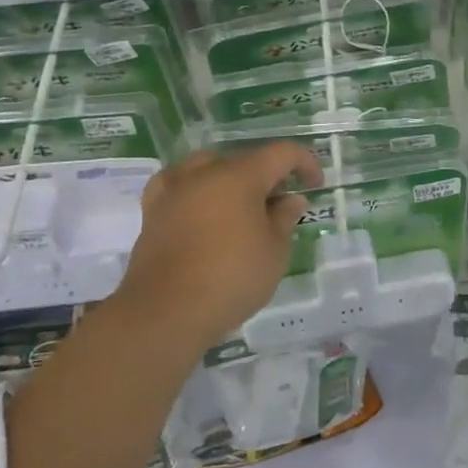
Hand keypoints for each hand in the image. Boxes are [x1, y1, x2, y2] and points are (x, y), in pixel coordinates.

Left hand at [115, 143, 325, 347]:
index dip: (305, 163)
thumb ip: (284, 219)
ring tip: (242, 206)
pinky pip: (179, 186)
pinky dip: (196, 189)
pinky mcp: (153, 212)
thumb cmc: (230, 278)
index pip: (281, 153)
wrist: (164, 313)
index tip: (315, 185)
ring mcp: (174, 189)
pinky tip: (200, 205)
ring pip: (210, 168)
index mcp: (240, 175)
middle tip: (281, 205)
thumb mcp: (274, 252)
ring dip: (232, 180)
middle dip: (269, 176)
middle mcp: (205, 172)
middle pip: (245, 160)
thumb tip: (290, 200)